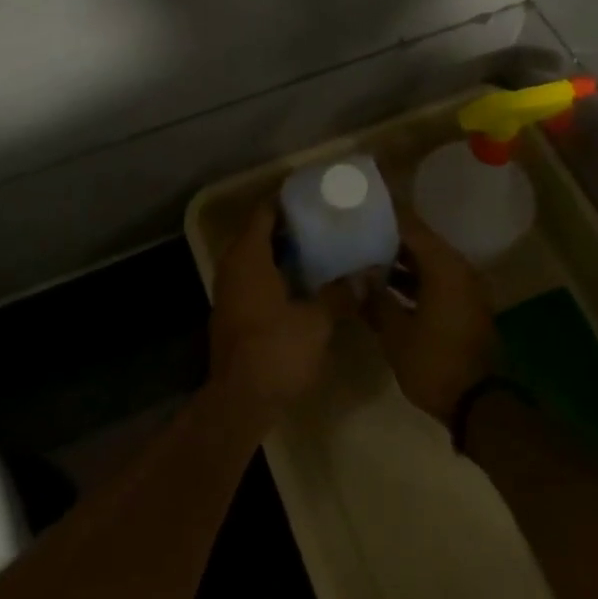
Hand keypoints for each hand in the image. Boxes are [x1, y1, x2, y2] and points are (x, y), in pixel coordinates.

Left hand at [209, 201, 340, 420]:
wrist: (240, 401)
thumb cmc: (277, 349)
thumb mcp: (317, 320)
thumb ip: (341, 293)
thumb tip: (368, 273)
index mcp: (249, 257)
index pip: (264, 213)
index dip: (287, 201)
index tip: (314, 196)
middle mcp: (233, 268)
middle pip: (259, 234)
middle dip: (290, 227)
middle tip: (324, 222)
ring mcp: (229, 293)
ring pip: (256, 259)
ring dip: (283, 253)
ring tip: (320, 249)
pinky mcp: (233, 315)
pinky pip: (254, 280)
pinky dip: (275, 274)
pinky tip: (303, 283)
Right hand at [363, 213, 495, 422]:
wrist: (479, 404)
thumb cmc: (434, 363)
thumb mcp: (395, 333)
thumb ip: (375, 299)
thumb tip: (357, 277)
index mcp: (444, 266)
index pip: (411, 226)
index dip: (385, 215)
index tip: (361, 208)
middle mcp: (458, 269)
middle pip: (420, 242)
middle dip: (388, 238)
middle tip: (356, 234)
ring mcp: (465, 288)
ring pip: (428, 262)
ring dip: (400, 261)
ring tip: (364, 259)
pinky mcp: (464, 306)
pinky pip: (436, 280)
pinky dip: (413, 280)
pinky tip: (385, 288)